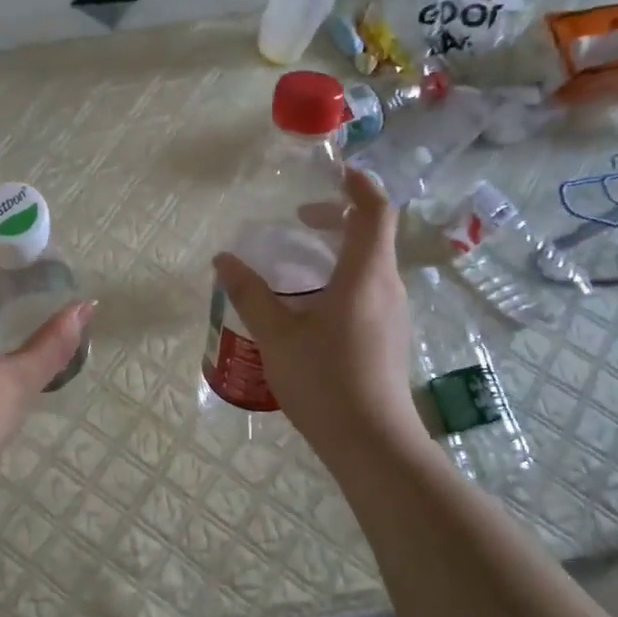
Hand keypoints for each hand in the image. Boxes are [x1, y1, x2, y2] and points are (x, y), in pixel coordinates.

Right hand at [213, 167, 420, 457]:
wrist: (373, 444)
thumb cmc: (324, 382)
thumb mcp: (277, 336)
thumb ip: (250, 294)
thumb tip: (223, 260)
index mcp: (365, 275)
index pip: (375, 210)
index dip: (359, 184)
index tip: (334, 172)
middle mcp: (387, 287)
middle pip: (373, 235)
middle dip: (338, 218)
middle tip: (299, 222)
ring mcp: (394, 315)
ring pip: (372, 265)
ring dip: (340, 251)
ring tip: (299, 265)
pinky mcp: (391, 338)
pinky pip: (371, 291)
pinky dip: (345, 279)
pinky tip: (313, 308)